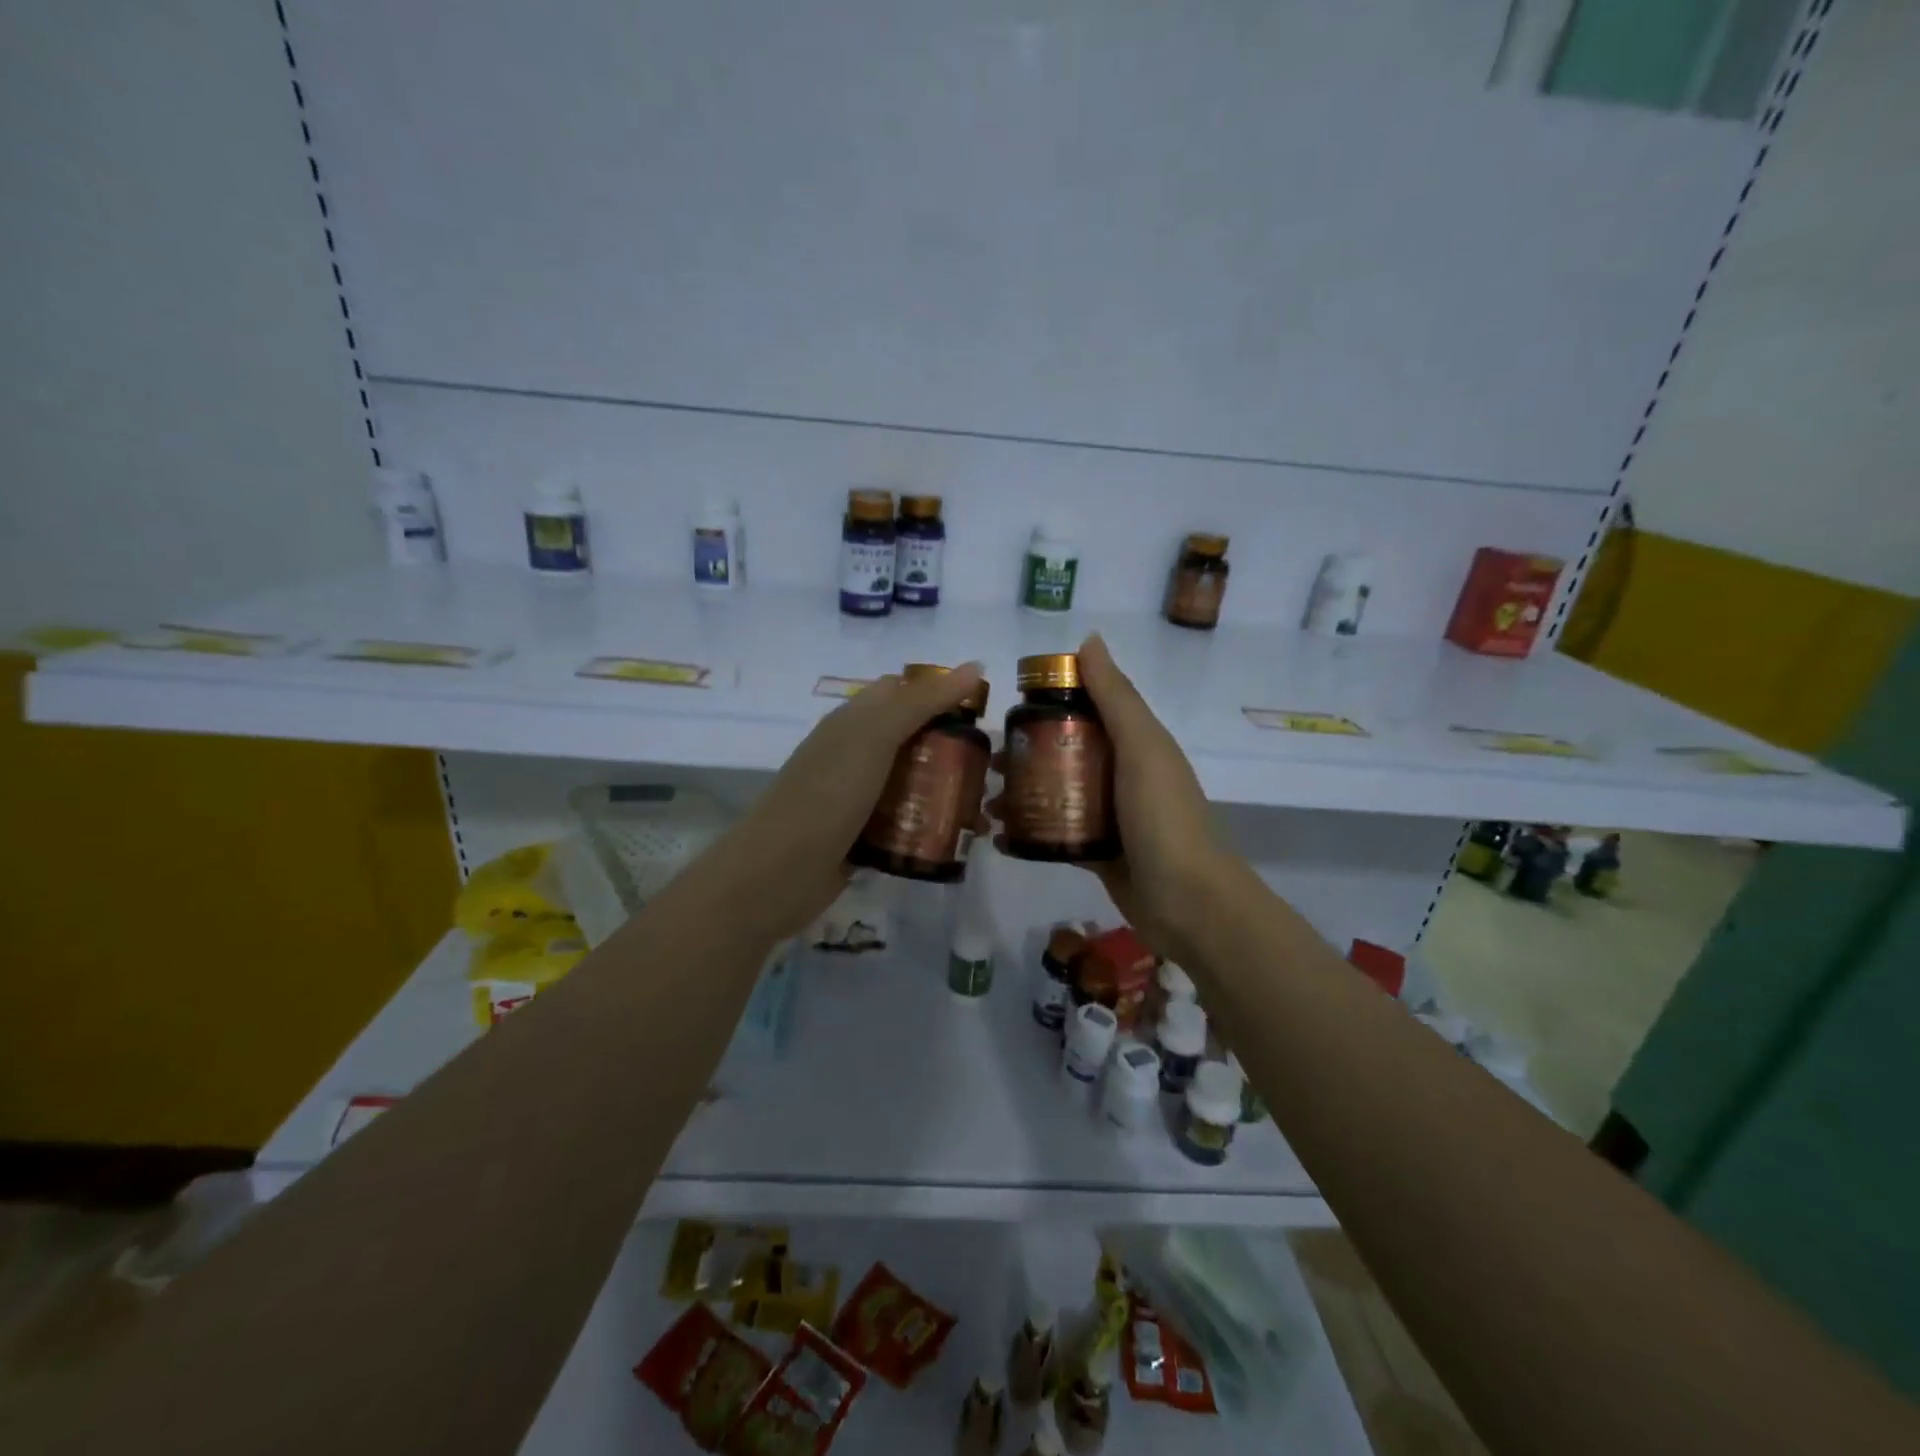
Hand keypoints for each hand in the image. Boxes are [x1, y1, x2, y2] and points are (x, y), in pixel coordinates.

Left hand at [717, 663, 988, 937]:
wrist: (778, 872)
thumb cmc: (827, 794)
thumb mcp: (875, 737)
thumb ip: (922, 701)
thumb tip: (974, 666)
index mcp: (854, 721)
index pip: (903, 691)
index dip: (940, 694)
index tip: (982, 714)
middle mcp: (855, 752)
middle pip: (912, 738)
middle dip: (951, 747)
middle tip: (990, 767)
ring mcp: (857, 795)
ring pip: (911, 781)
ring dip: (944, 789)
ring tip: (982, 807)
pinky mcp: (862, 834)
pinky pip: (903, 820)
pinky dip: (928, 823)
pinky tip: (955, 837)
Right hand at [999, 634, 1233, 964]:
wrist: (1188, 902)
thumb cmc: (1162, 816)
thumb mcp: (1141, 747)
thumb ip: (1115, 696)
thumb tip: (1088, 640)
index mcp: (1136, 743)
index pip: (1088, 708)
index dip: (1050, 702)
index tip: (1008, 708)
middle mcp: (1123, 773)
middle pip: (1066, 751)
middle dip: (1026, 753)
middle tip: (989, 761)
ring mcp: (1110, 815)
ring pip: (1058, 793)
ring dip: (1023, 794)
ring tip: (987, 803)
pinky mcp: (1098, 851)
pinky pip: (1058, 832)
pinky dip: (1030, 832)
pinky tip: (1000, 837)